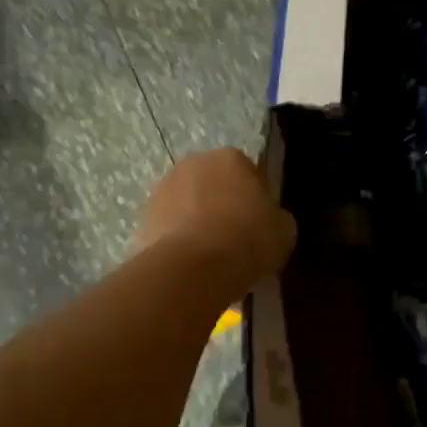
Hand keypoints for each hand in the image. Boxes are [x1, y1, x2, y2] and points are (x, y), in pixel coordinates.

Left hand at [134, 148, 295, 288]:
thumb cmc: (247, 239)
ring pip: (188, 205)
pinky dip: (178, 242)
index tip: (259, 226)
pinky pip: (169, 229)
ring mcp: (163, 188)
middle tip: (235, 241)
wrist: (194, 268)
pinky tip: (190, 267)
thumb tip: (269, 221)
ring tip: (210, 260)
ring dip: (197, 223)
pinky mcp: (143, 218)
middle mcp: (194, 163)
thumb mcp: (284, 229)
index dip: (255, 200)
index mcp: (231, 157)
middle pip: (214, 185)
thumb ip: (275, 217)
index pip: (249, 173)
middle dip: (222, 206)